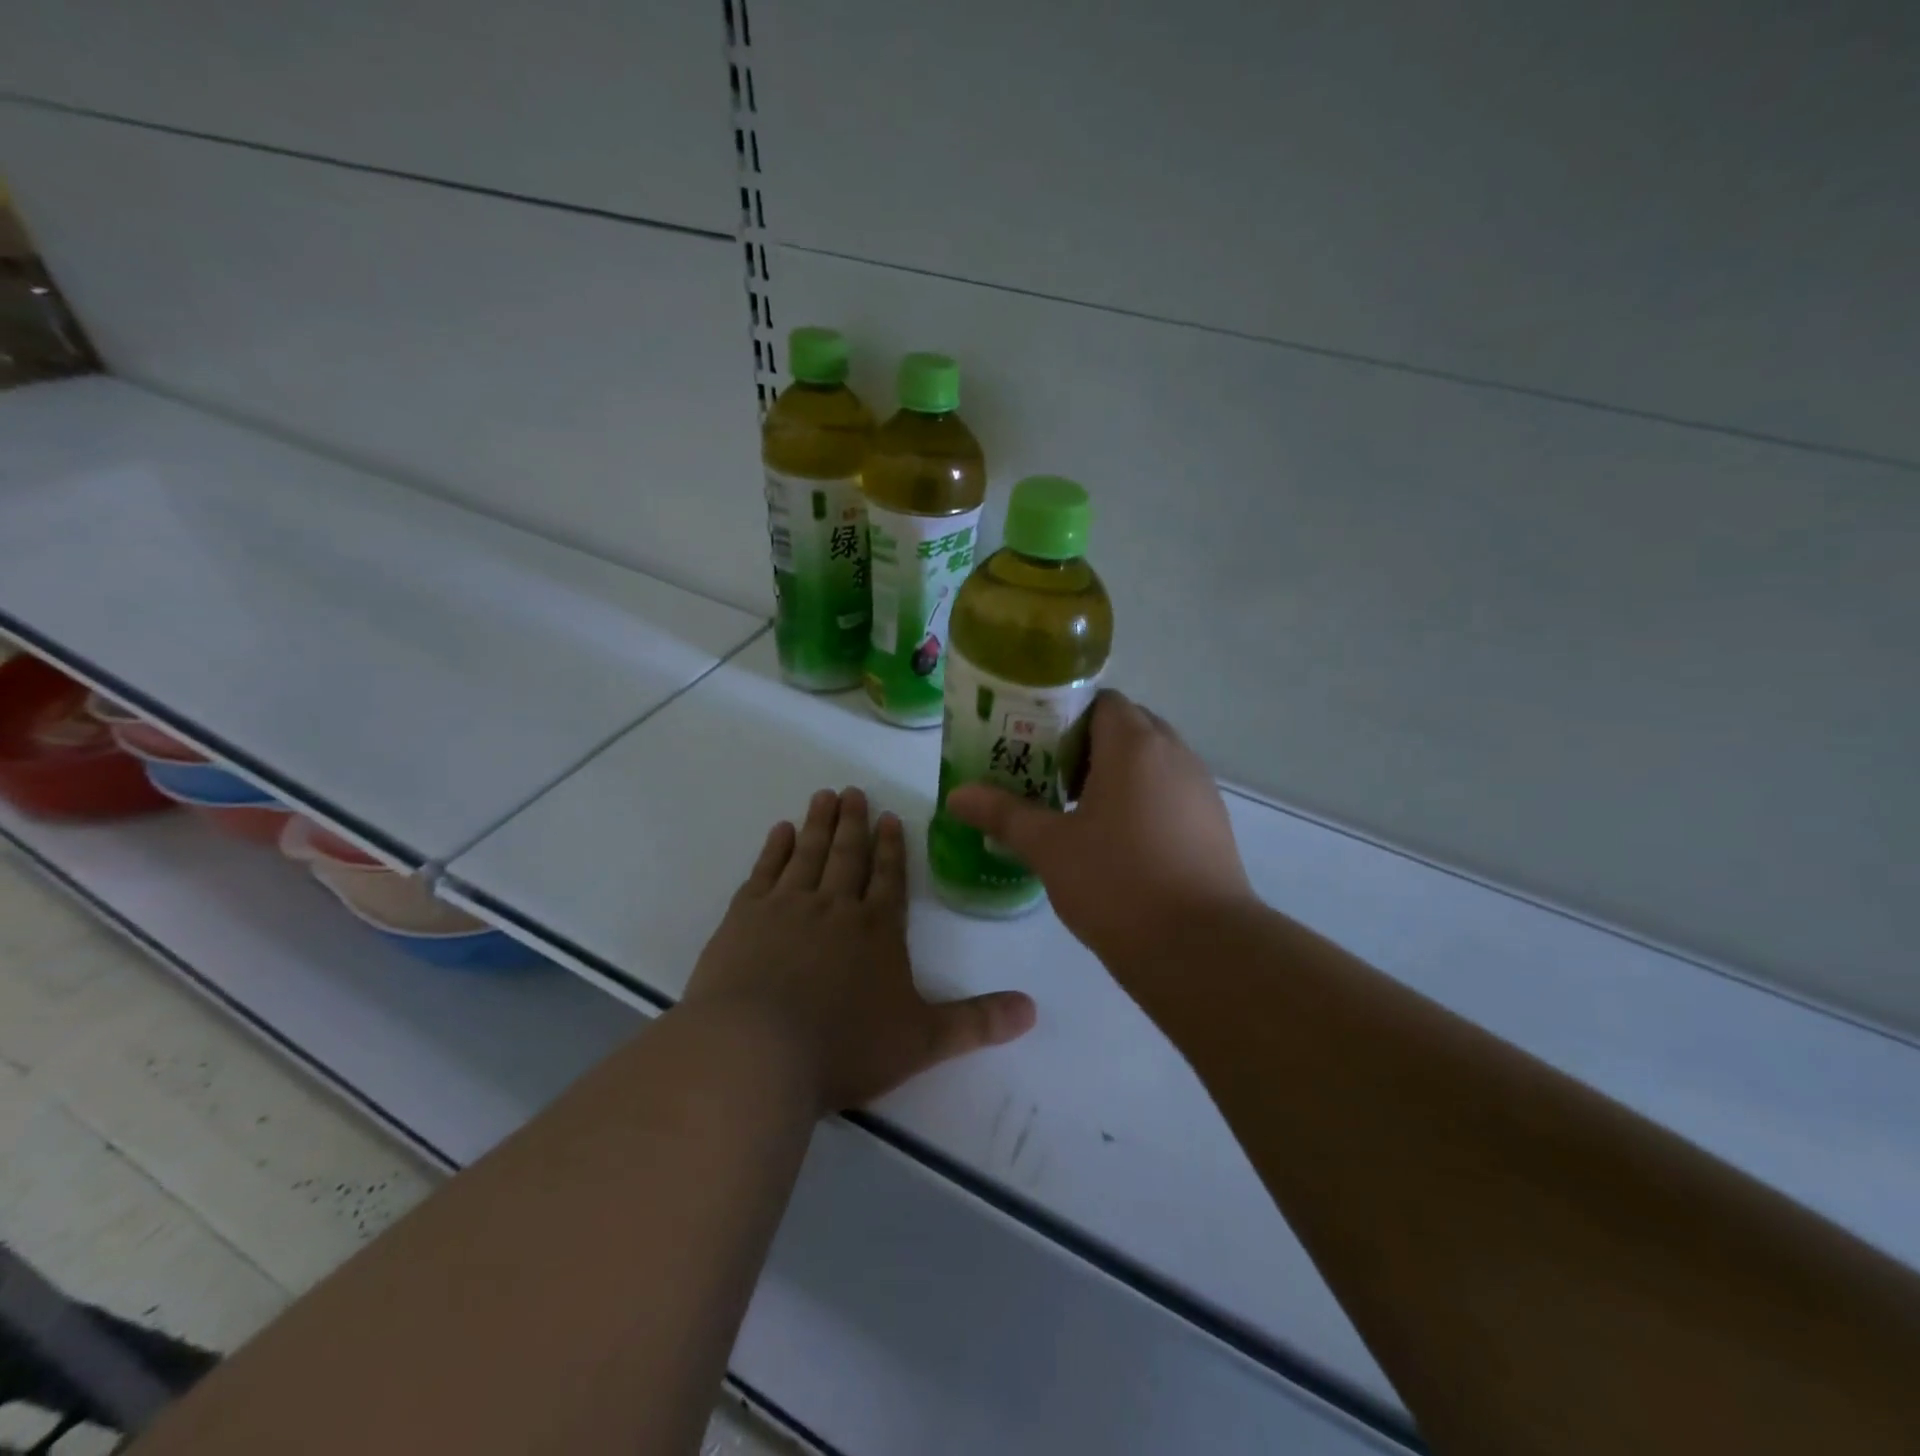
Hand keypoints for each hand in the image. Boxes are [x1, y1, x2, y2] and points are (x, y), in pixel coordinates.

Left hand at [683, 787, 1036, 1112]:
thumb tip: (1033, 1010)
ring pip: (809, 854)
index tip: (889, 817)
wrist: (756, 1052)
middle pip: (848, 855)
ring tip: (823, 796)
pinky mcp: (744, 918)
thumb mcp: (922, 1041)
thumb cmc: (844, 1046)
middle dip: (854, 823)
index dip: (892, 847)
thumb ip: (977, 1023)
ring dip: (819, 824)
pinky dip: (774, 849)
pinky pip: (764, 871)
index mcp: (877, 929)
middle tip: (853, 791)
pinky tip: (780, 832)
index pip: (890, 877)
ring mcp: (786, 907)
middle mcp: (835, 907)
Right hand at [944, 692, 1255, 967]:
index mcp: (1134, 745)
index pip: (1101, 702)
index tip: (1035, 746)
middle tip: (1048, 778)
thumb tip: (957, 795)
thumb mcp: (1049, 848)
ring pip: (1151, 761)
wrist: (1200, 949)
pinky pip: (1170, 791)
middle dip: (1086, 746)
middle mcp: (1174, 754)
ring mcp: (1200, 789)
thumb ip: (1003, 814)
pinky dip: (1141, 799)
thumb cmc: (1117, 884)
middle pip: (1127, 727)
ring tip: (1076, 811)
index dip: (1065, 717)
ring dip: (1115, 774)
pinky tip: (1116, 842)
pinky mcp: (1213, 824)